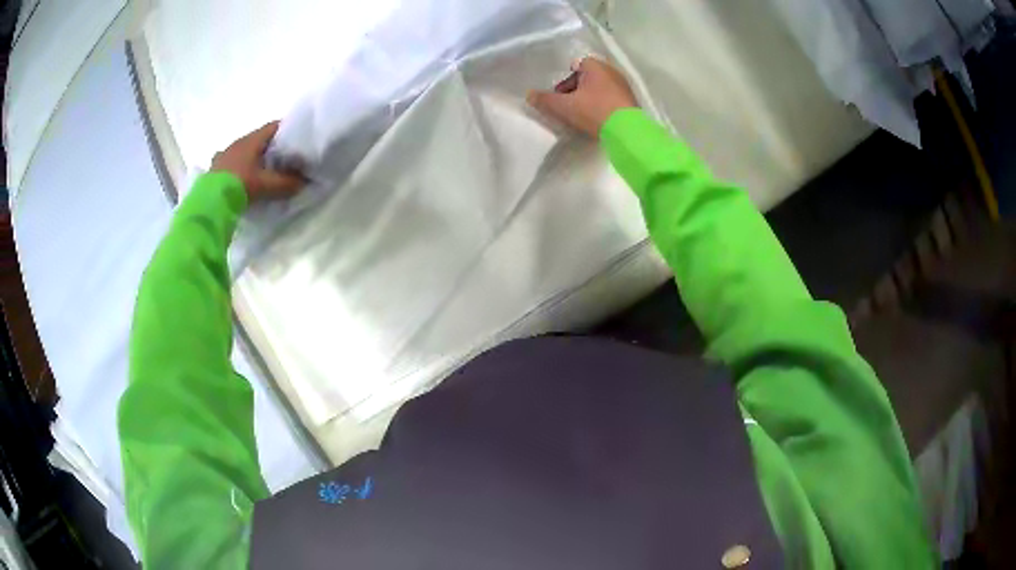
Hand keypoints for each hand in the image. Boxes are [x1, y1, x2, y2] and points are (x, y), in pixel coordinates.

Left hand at [210, 121, 304, 200]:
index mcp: (251, 140)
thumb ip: (287, 183)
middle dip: (271, 146)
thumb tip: (304, 182)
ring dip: (253, 156)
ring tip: (262, 168)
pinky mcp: (215, 168)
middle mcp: (237, 142)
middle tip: (284, 157)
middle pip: (258, 138)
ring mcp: (224, 154)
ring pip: (244, 150)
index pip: (273, 126)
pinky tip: (240, 176)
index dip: (287, 130)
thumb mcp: (268, 186)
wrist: (211, 202)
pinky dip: (239, 166)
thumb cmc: (241, 185)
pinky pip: (231, 162)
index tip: (298, 138)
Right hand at [527, 57, 638, 137]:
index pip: (576, 65)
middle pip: (588, 76)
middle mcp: (612, 71)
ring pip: (599, 88)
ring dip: (588, 98)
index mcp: (596, 66)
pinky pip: (611, 98)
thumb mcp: (564, 107)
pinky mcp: (631, 101)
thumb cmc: (594, 111)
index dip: (565, 79)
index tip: (559, 95)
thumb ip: (545, 100)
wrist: (628, 132)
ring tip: (581, 114)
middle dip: (575, 89)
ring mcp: (624, 86)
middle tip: (567, 105)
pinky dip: (602, 105)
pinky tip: (597, 119)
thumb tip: (529, 95)